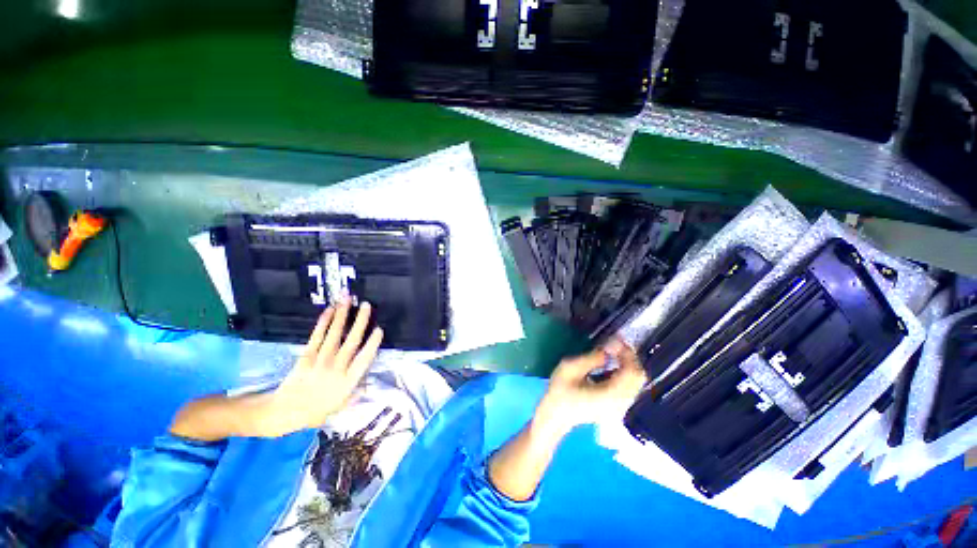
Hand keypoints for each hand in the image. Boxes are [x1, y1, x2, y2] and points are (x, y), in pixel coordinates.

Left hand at [260, 299, 383, 436]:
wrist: (283, 412)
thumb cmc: (315, 411)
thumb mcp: (339, 408)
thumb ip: (355, 395)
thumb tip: (369, 384)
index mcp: (347, 382)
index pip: (364, 359)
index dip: (372, 344)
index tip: (379, 329)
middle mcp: (336, 369)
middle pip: (351, 342)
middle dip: (360, 322)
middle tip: (367, 305)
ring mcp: (320, 361)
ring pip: (334, 335)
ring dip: (342, 316)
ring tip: (347, 300)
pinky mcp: (306, 356)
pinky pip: (316, 337)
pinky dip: (323, 323)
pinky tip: (329, 311)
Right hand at [533, 338, 647, 438]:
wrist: (555, 415)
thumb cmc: (559, 391)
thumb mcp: (570, 368)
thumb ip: (592, 358)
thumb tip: (610, 348)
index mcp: (609, 396)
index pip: (631, 372)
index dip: (627, 353)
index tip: (616, 340)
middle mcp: (620, 404)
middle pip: (638, 378)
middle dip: (629, 357)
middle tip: (615, 344)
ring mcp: (621, 408)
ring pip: (636, 382)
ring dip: (627, 364)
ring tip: (612, 352)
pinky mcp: (618, 408)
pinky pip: (629, 387)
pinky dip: (624, 373)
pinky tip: (611, 366)